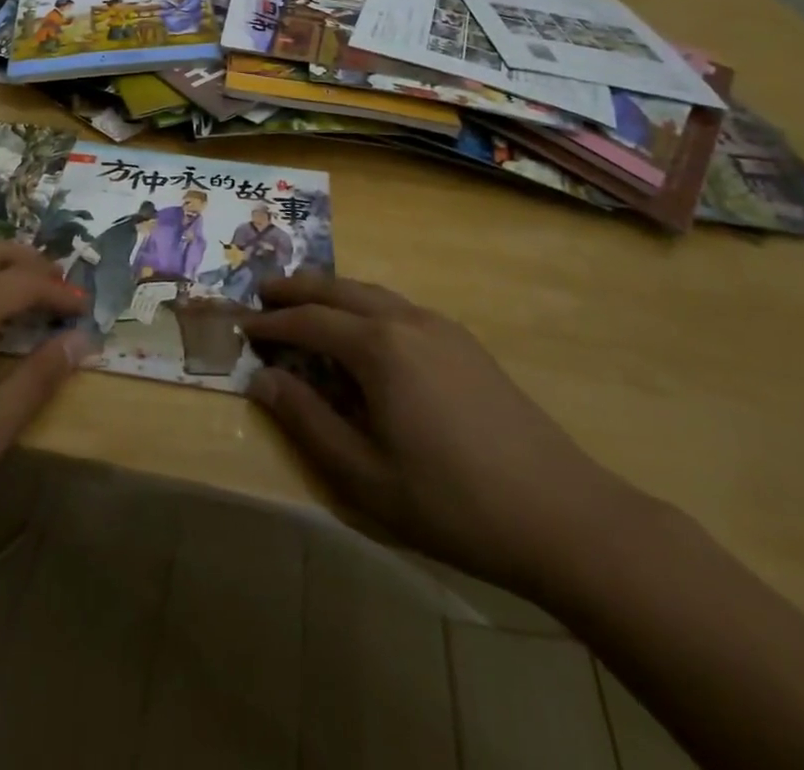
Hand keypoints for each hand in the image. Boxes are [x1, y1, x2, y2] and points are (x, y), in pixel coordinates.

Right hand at [243, 273, 635, 594]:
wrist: (561, 514)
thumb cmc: (452, 501)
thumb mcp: (365, 475)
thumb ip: (307, 421)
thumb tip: (261, 380)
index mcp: (378, 347)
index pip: (308, 321)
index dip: (272, 323)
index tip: (242, 326)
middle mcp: (406, 320)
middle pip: (338, 290)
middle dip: (297, 289)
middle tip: (264, 293)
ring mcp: (440, 327)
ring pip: (372, 292)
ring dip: (332, 292)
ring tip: (305, 301)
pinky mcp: (465, 342)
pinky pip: (399, 306)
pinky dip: (366, 305)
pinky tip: (364, 329)